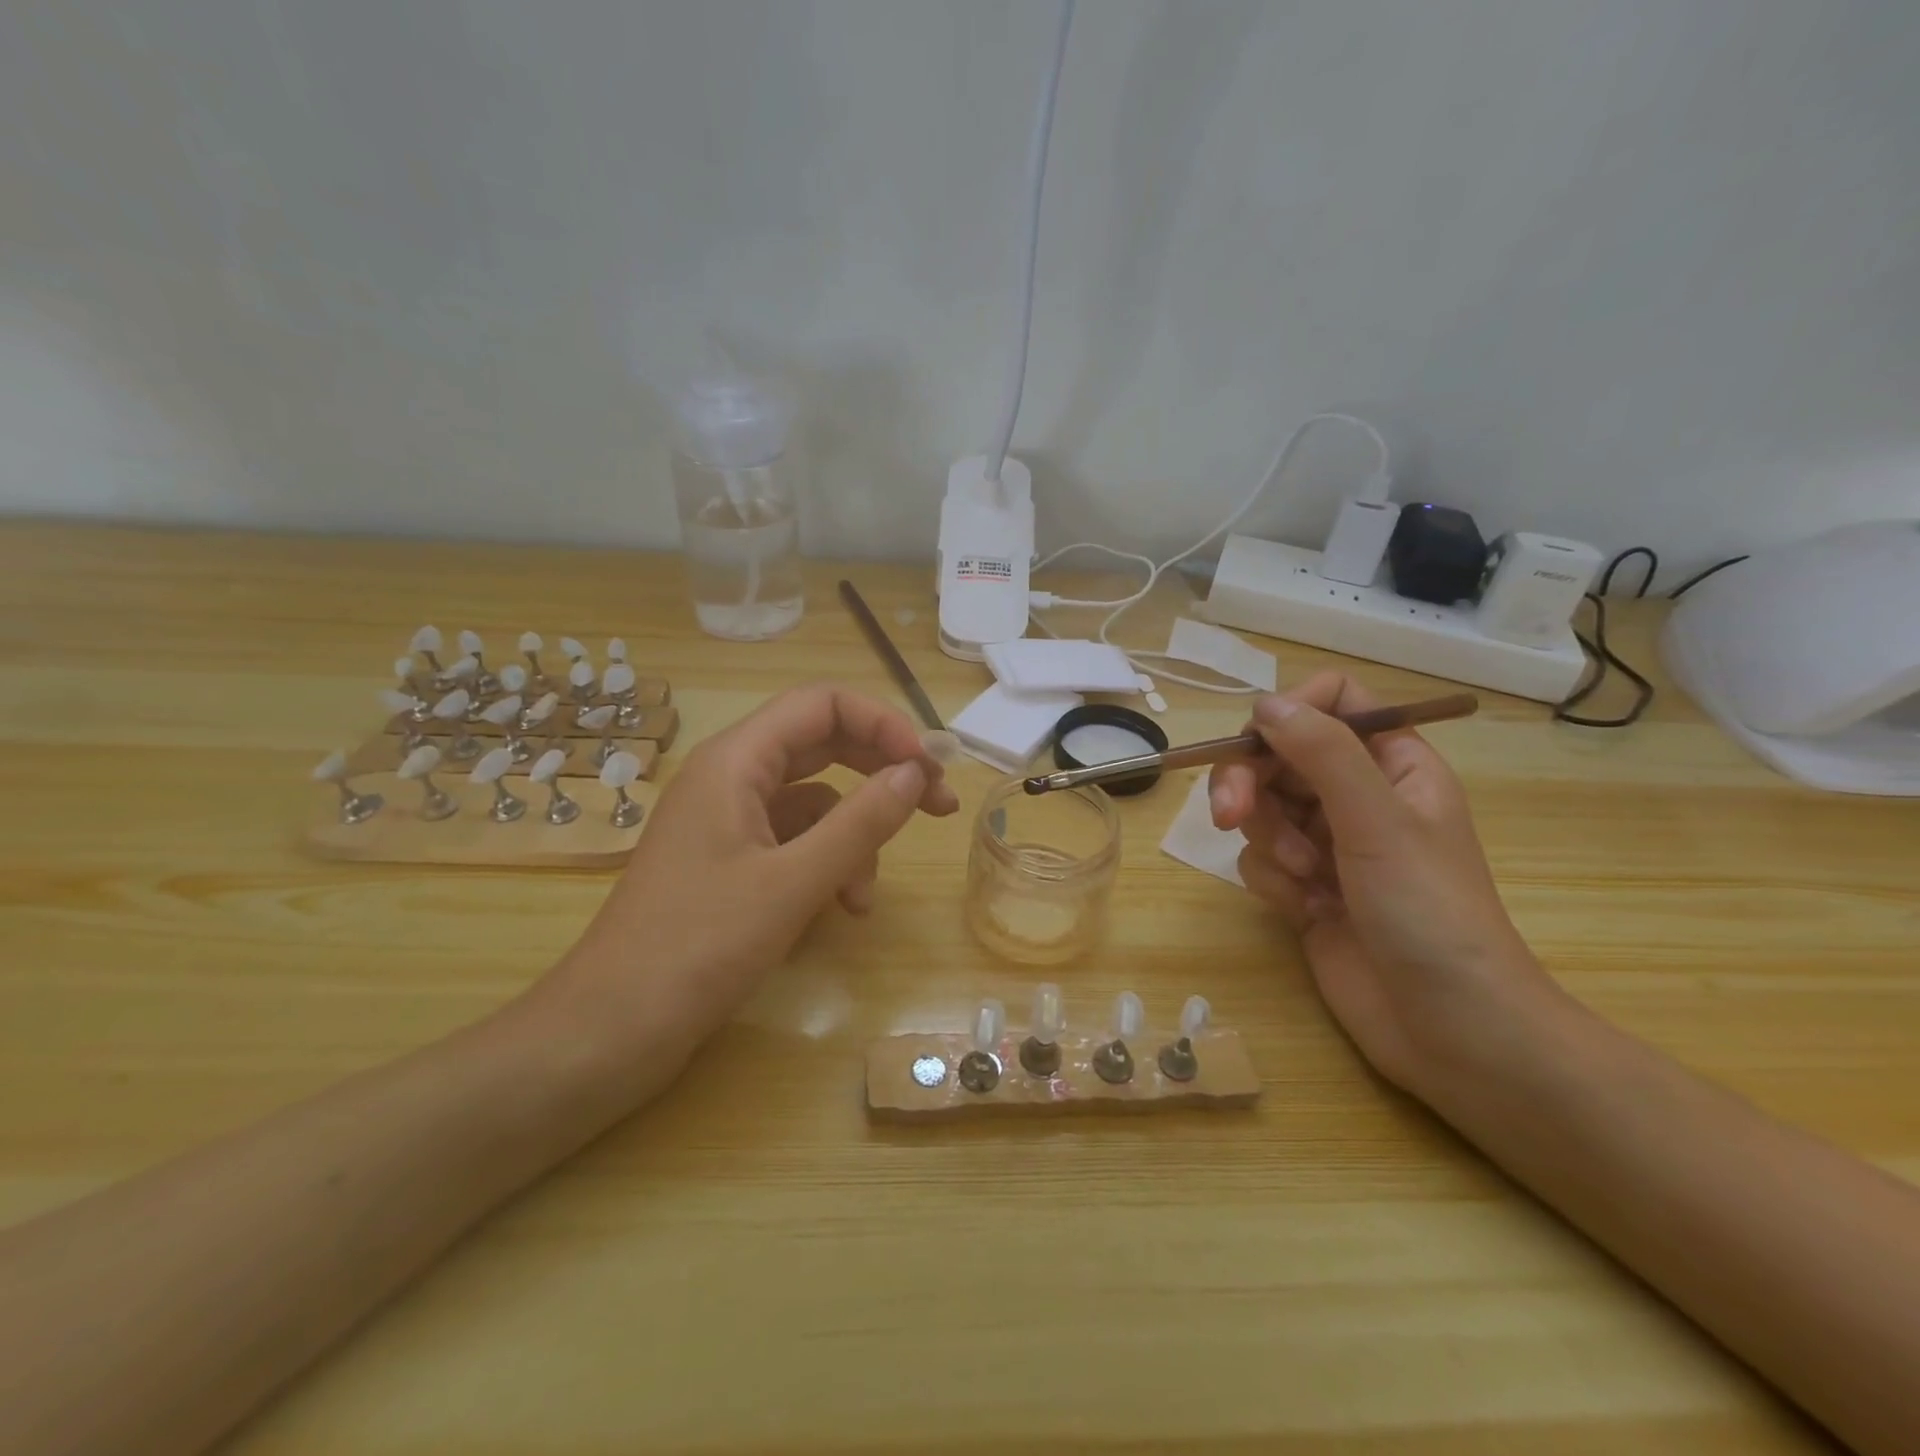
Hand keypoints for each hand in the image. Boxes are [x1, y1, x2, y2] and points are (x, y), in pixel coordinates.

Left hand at [539, 684, 959, 1071]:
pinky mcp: (730, 862)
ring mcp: (729, 821)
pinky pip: (796, 842)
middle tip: (938, 806)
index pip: (822, 705)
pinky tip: (840, 910)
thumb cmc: (698, 947)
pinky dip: (827, 866)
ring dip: (853, 838)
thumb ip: (861, 822)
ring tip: (864, 899)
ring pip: (815, 803)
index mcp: (736, 761)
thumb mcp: (794, 883)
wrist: (612, 1031)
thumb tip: (916, 772)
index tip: (928, 767)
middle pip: (823, 746)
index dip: (883, 725)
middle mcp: (731, 777)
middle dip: (882, 773)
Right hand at [1208, 673, 1555, 1093]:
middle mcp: (1357, 796)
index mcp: (1392, 765)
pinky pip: (1260, 858)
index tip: (1258, 744)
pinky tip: (1306, 910)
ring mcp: (1328, 843)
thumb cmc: (1430, 913)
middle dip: (1251, 783)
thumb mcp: (1378, 821)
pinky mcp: (1304, 887)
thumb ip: (1322, 754)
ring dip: (1269, 841)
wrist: (1450, 1029)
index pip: (1333, 702)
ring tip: (1305, 880)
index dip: (1290, 712)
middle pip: (1278, 755)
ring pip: (1261, 808)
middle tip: (1230, 813)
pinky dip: (1273, 881)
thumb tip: (1266, 705)